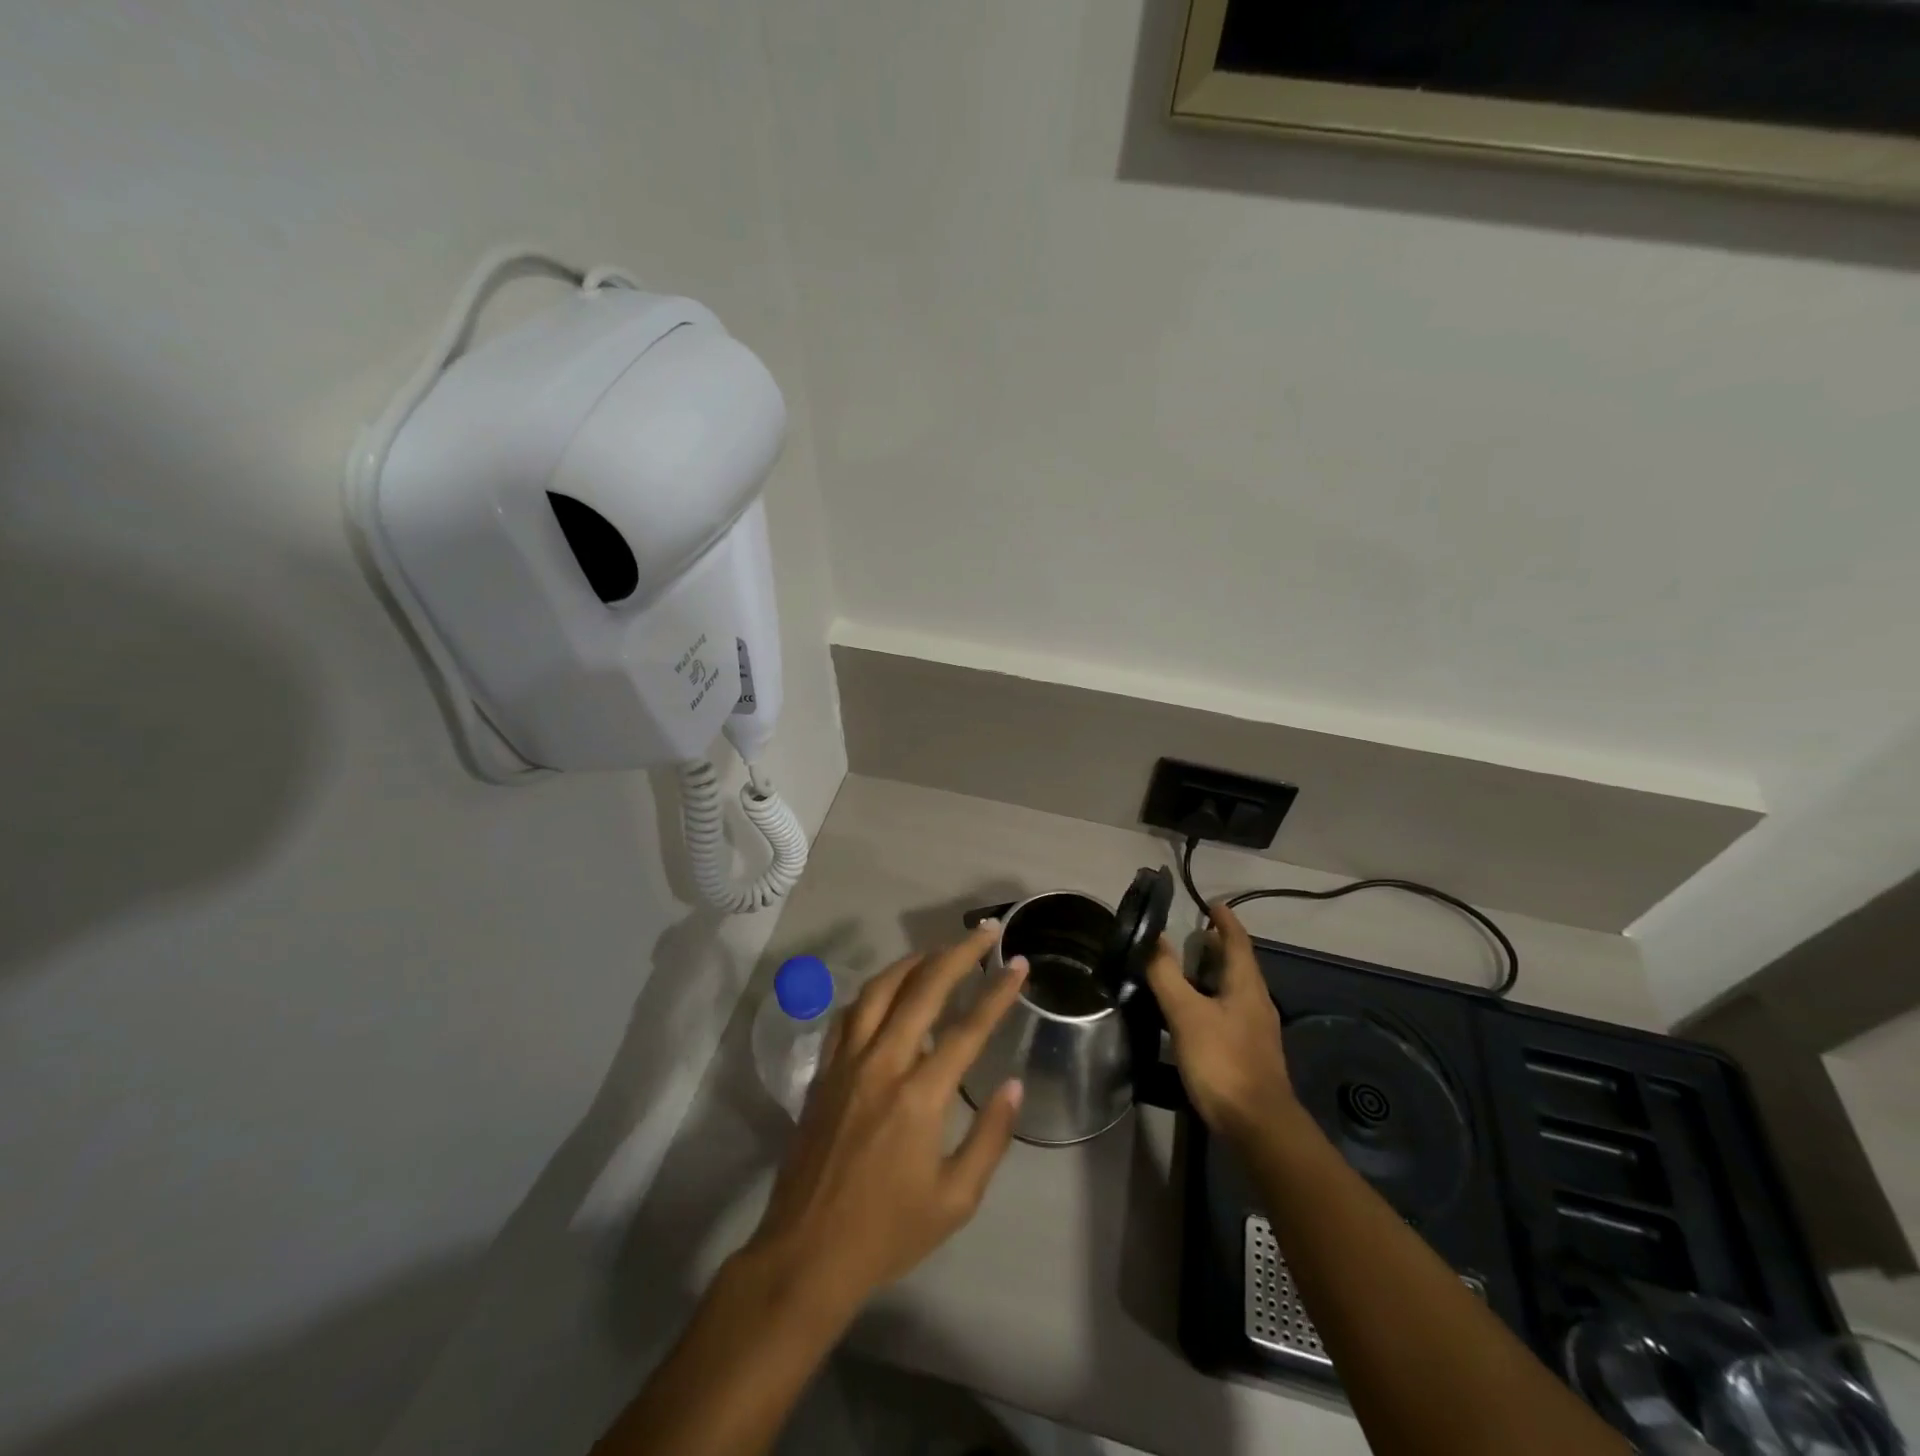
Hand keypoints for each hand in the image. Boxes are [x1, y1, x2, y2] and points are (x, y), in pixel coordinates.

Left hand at [740, 921, 1028, 1320]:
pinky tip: (889, 989)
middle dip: (958, 953)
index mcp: (919, 1097)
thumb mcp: (955, 1200)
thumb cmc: (887, 1233)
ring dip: (913, 962)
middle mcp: (882, 1064)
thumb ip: (990, 1138)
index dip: (998, 991)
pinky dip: (874, 991)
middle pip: (923, 989)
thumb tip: (1013, 1084)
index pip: (968, 1028)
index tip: (1019, 962)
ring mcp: (846, 1062)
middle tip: (984, 932)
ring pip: (880, 990)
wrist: (806, 1254)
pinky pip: (850, 1014)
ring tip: (939, 951)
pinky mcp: (823, 1070)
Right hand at [1145, 900, 1297, 1145]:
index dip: (1225, 921)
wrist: (1258, 1127)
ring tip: (1184, 969)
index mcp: (1246, 986)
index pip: (1238, 942)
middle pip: (1237, 965)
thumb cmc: (1222, 1061)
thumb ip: (1167, 975)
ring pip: (1232, 990)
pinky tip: (1190, 1013)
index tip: (1212, 903)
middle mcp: (1256, 1002)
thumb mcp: (1186, 1014)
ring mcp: (1254, 1030)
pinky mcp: (1248, 1053)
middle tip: (1190, 935)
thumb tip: (1152, 937)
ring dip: (1212, 974)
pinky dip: (1210, 1000)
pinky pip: (1228, 1012)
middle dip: (1216, 947)